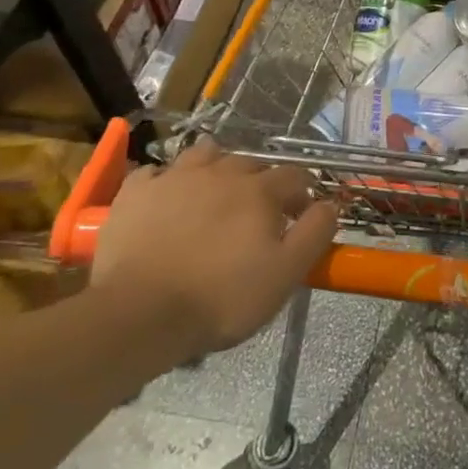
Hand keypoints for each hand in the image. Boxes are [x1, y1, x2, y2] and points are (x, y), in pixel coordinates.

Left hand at [90, 138, 338, 360]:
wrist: (140, 314)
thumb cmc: (221, 297)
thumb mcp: (286, 274)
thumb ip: (315, 233)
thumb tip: (331, 204)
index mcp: (259, 190)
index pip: (294, 176)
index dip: (302, 192)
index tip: (300, 215)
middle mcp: (221, 172)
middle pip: (250, 162)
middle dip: (260, 181)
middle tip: (258, 212)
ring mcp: (175, 177)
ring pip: (204, 154)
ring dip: (216, 167)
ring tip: (214, 192)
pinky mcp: (136, 193)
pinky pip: (155, 172)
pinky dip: (166, 180)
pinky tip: (167, 197)